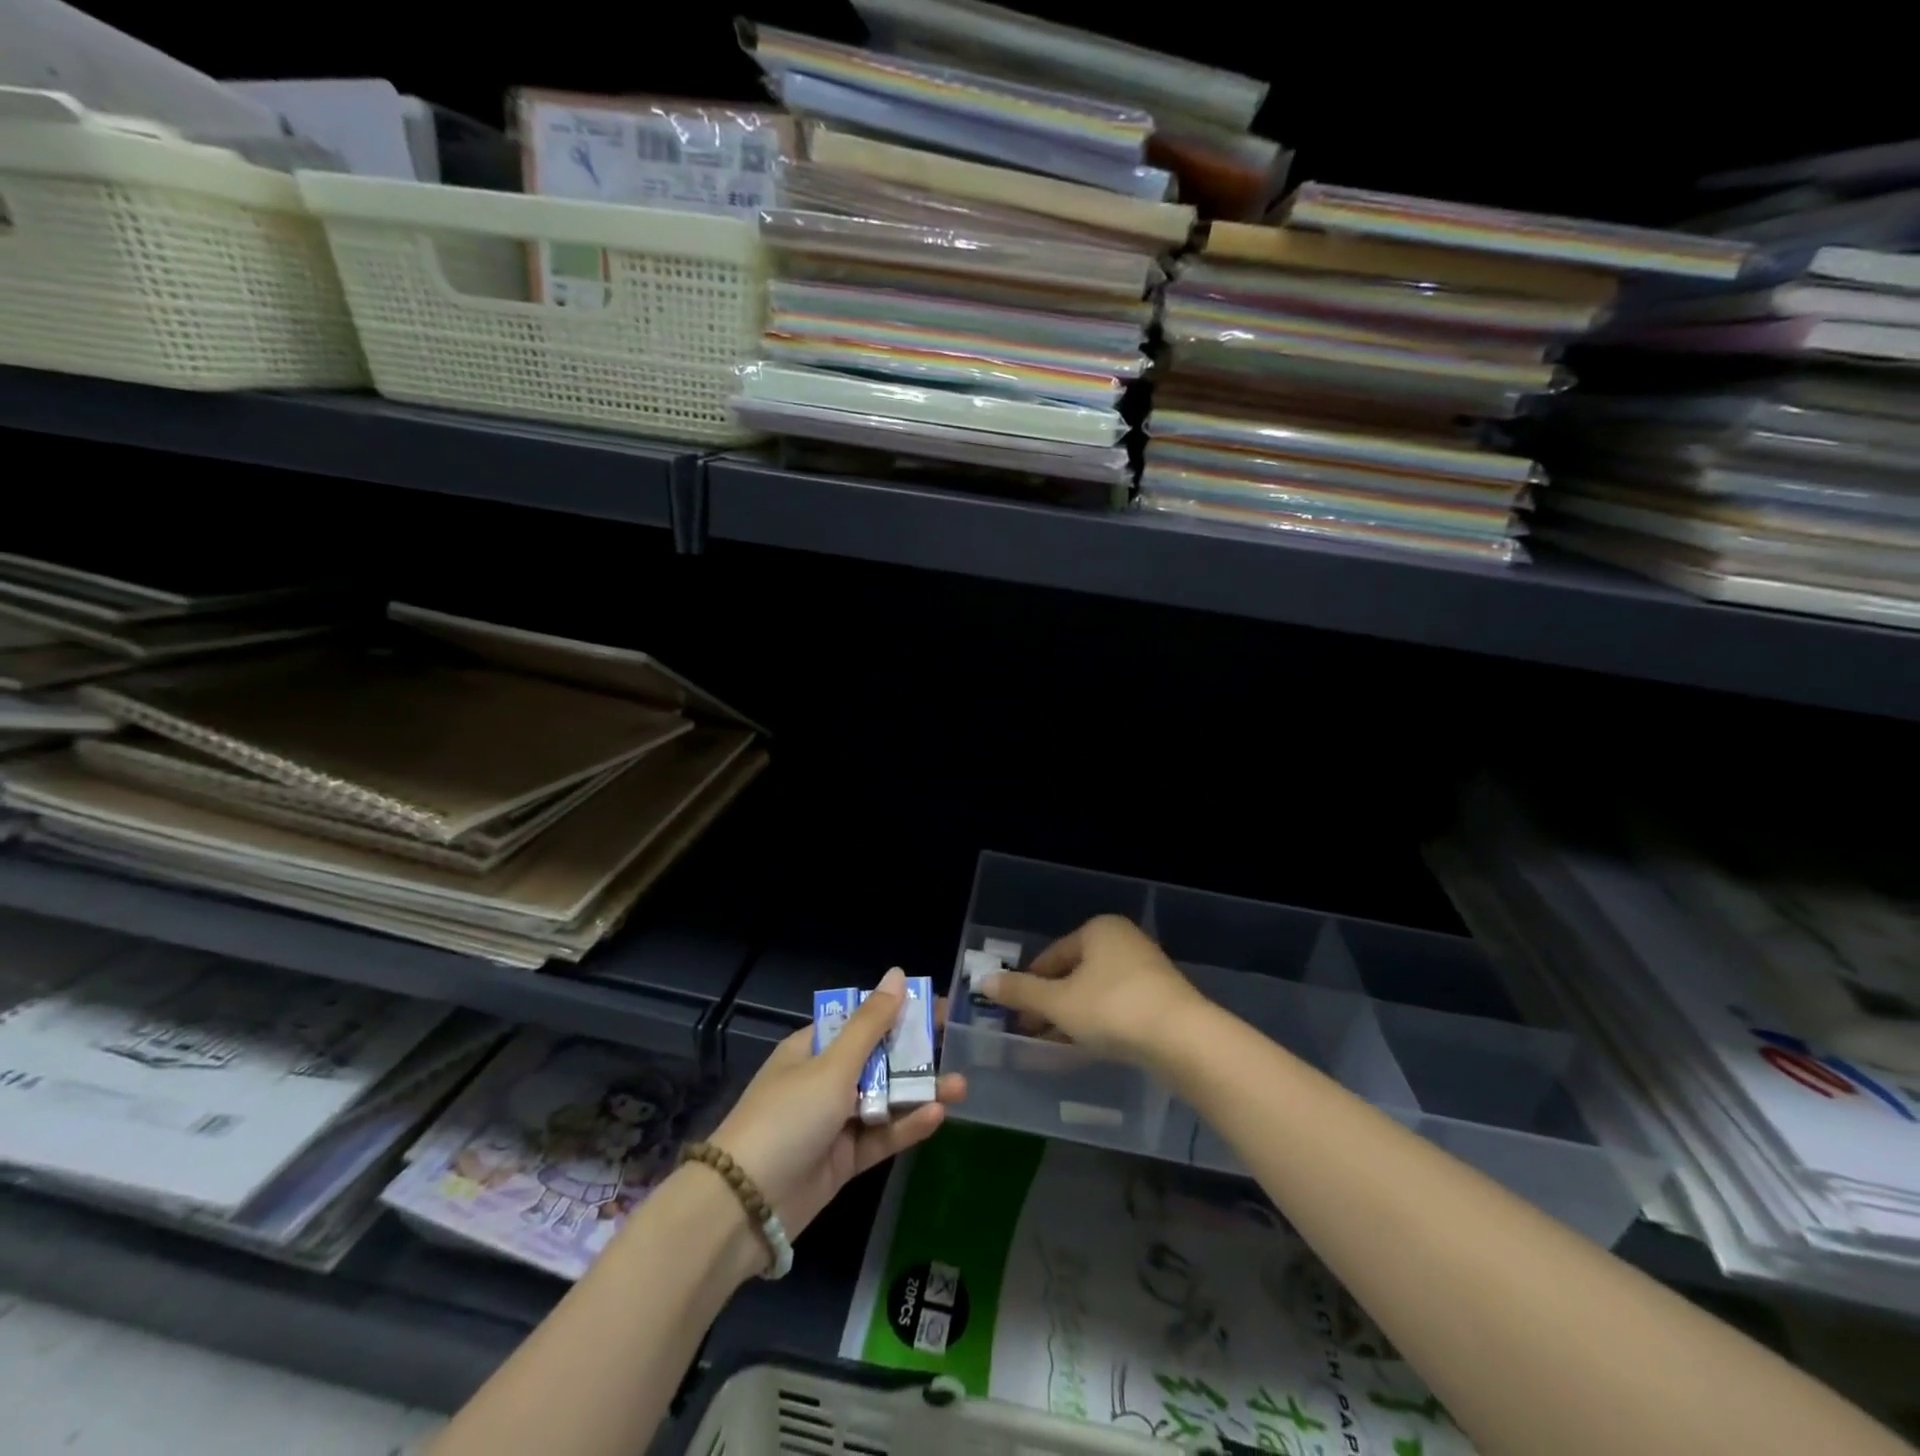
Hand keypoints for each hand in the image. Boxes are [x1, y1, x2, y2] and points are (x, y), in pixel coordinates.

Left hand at [709, 968, 965, 1239]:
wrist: (744, 1205)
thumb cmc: (788, 1116)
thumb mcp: (832, 1065)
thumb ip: (870, 1024)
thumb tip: (897, 975)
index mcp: (813, 1048)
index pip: (861, 1020)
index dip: (897, 1011)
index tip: (936, 1007)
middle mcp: (824, 1079)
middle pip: (878, 1059)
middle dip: (916, 1053)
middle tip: (958, 1045)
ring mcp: (834, 1121)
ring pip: (885, 1099)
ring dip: (920, 1091)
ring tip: (961, 1086)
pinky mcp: (843, 1160)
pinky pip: (881, 1136)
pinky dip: (906, 1126)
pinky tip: (937, 1115)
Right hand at [981, 915, 1203, 1066]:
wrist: (1183, 1040)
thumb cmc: (1112, 1009)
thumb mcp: (1058, 1003)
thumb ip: (1021, 992)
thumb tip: (983, 981)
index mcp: (1098, 930)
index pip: (1052, 956)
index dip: (1029, 986)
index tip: (1014, 1016)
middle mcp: (1123, 941)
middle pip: (1074, 974)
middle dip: (1050, 1004)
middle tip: (1030, 1033)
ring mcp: (1146, 969)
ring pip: (1095, 993)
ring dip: (1072, 1017)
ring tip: (1053, 1046)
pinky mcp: (1162, 998)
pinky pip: (1118, 1007)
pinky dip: (1098, 1024)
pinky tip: (1086, 1048)